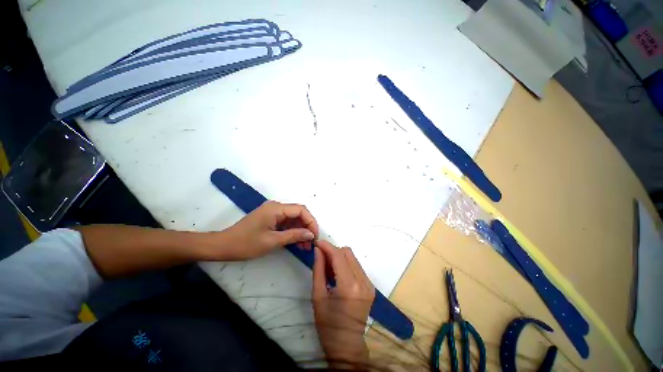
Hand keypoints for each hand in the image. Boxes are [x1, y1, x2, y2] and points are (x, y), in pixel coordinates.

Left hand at [222, 201, 318, 260]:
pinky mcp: (270, 219)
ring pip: (293, 219)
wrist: (223, 246)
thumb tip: (311, 234)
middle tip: (311, 243)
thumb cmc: (246, 243)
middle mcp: (276, 207)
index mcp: (276, 208)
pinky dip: (293, 232)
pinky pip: (286, 223)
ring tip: (305, 246)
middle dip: (307, 227)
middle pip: (298, 213)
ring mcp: (273, 213)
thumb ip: (294, 235)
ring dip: (301, 231)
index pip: (301, 210)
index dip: (311, 221)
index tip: (315, 236)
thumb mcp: (272, 241)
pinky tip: (297, 243)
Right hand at [312, 240, 374, 368]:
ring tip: (329, 269)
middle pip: (348, 253)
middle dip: (333, 251)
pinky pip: (356, 266)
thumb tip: (318, 250)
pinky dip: (346, 265)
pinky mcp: (370, 286)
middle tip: (321, 259)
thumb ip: (318, 269)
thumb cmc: (328, 324)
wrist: (347, 345)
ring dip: (339, 257)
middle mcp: (363, 282)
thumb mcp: (318, 296)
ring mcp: (369, 284)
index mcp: (349, 287)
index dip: (327, 246)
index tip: (317, 243)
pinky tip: (338, 274)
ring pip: (353, 258)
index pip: (339, 256)